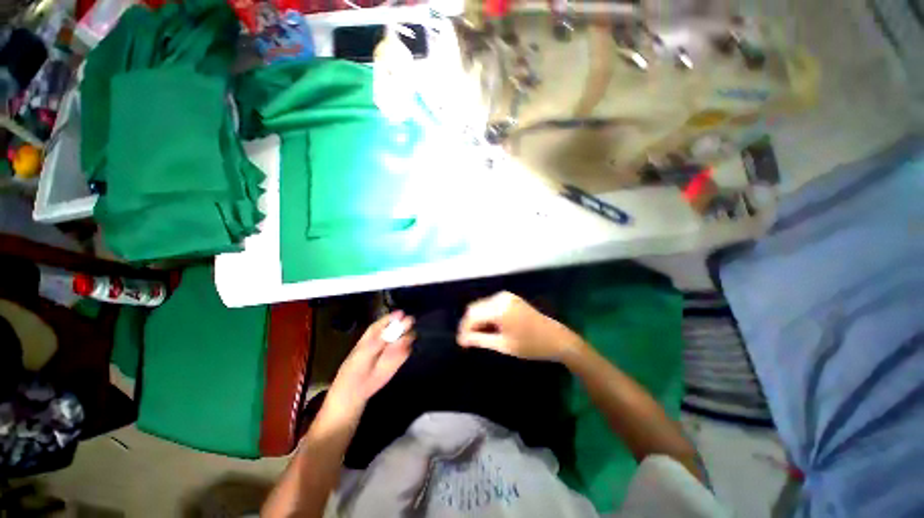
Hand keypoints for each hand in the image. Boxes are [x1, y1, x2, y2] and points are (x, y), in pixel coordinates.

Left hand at [327, 312, 414, 419]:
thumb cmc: (354, 368)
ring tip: (404, 341)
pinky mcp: (400, 357)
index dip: (393, 317)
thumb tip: (389, 332)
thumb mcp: (362, 354)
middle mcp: (387, 336)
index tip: (401, 314)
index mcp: (374, 332)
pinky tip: (405, 350)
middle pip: (398, 326)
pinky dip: (407, 349)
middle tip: (409, 322)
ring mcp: (394, 346)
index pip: (385, 321)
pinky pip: (407, 350)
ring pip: (406, 336)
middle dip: (404, 324)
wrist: (356, 389)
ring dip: (407, 336)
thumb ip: (376, 343)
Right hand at [457, 292, 581, 361]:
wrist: (557, 339)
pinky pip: (491, 304)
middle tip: (468, 342)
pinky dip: (487, 315)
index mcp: (499, 309)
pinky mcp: (511, 298)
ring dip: (477, 319)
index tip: (461, 343)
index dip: (463, 329)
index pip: (472, 316)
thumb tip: (461, 339)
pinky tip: (490, 328)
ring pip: (482, 306)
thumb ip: (479, 339)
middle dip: (469, 324)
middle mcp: (500, 298)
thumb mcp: (503, 345)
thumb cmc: (531, 346)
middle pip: (475, 308)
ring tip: (479, 337)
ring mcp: (506, 296)